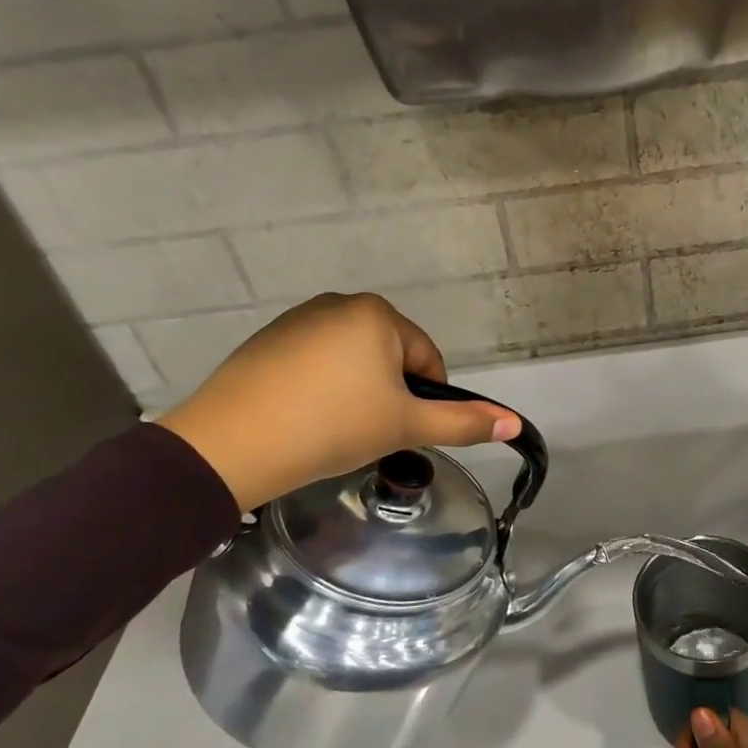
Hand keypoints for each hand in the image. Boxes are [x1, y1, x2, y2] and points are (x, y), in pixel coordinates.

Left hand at [154, 293, 520, 509]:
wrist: (231, 445)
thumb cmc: (332, 426)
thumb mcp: (405, 426)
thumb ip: (462, 423)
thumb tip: (515, 423)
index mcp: (377, 313)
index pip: (426, 359)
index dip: (424, 399)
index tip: (402, 430)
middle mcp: (339, 303)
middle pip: (389, 356)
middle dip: (388, 394)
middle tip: (367, 432)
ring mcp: (298, 319)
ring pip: (352, 360)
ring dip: (356, 391)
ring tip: (333, 428)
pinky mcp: (267, 341)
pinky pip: (315, 362)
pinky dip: (321, 387)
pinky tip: (304, 417)